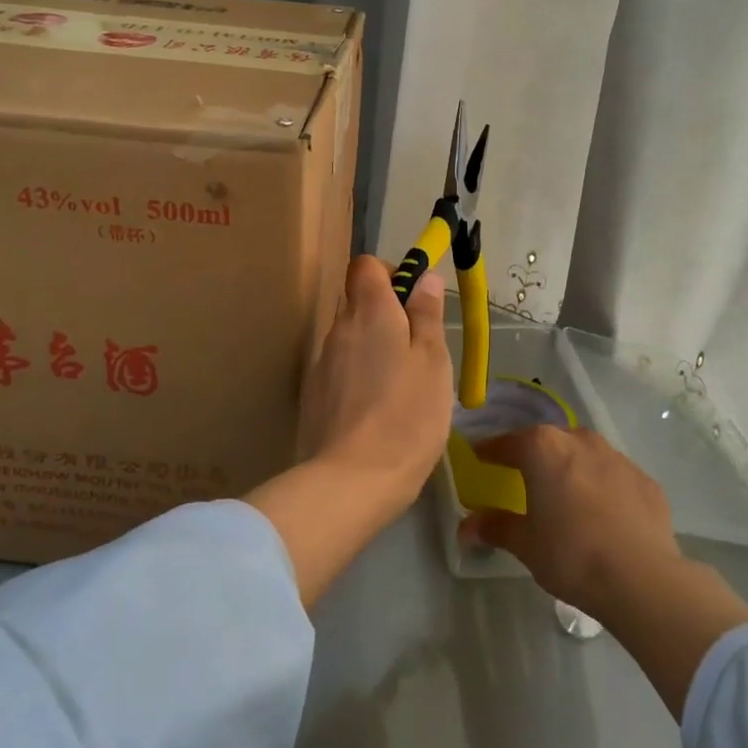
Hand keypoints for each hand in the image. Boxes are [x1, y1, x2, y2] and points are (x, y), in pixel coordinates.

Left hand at [295, 253, 452, 506]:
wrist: (350, 481)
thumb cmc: (406, 416)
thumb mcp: (433, 362)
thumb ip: (427, 315)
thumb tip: (425, 277)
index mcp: (370, 312)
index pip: (365, 266)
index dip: (388, 272)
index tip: (413, 298)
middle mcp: (338, 328)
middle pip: (356, 301)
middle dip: (385, 313)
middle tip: (417, 348)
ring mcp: (321, 363)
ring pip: (349, 337)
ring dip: (372, 346)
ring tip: (401, 384)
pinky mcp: (313, 395)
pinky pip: (339, 368)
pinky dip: (358, 375)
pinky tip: (377, 409)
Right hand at [458, 425, 678, 617]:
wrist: (642, 577)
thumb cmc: (571, 554)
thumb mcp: (525, 544)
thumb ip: (496, 527)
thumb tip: (467, 527)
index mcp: (543, 448)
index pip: (508, 442)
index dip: (491, 450)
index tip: (481, 457)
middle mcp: (579, 440)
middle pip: (549, 441)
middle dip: (535, 455)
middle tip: (524, 476)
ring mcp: (616, 457)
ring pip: (584, 453)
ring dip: (571, 467)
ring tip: (566, 494)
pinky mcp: (645, 480)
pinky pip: (613, 476)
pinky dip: (603, 487)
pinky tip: (603, 514)